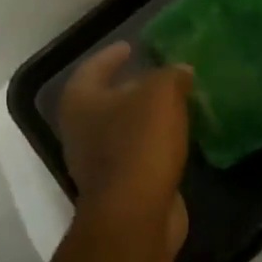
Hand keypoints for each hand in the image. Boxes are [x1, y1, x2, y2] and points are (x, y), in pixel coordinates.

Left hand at [58, 43, 192, 254]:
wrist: (136, 215)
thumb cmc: (140, 144)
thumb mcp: (161, 94)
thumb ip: (171, 75)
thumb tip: (180, 72)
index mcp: (81, 102)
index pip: (93, 68)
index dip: (111, 55)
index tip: (131, 46)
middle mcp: (81, 132)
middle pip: (106, 101)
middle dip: (131, 87)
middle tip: (160, 75)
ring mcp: (98, 164)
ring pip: (123, 130)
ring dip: (145, 118)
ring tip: (175, 104)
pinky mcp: (120, 188)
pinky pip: (138, 155)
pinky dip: (155, 144)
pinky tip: (178, 138)